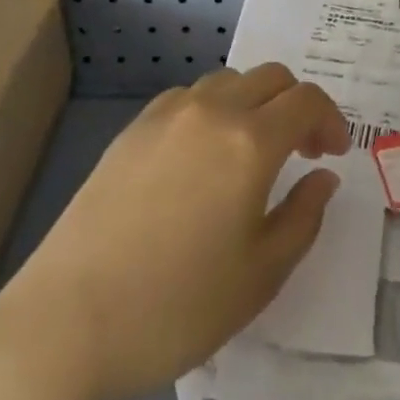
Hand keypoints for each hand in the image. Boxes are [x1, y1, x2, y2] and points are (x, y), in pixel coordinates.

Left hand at [0, 63, 348, 399]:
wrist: (67, 322)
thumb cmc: (176, 307)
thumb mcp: (260, 276)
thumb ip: (303, 217)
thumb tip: (323, 177)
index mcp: (250, 142)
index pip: (306, 100)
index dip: (330, 120)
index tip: (332, 154)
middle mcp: (212, 111)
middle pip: (270, 77)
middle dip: (297, 104)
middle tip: (301, 151)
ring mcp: (166, 114)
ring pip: (228, 82)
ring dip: (254, 104)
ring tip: (251, 153)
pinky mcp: (132, 128)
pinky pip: (188, 98)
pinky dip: (213, 110)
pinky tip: (201, 157)